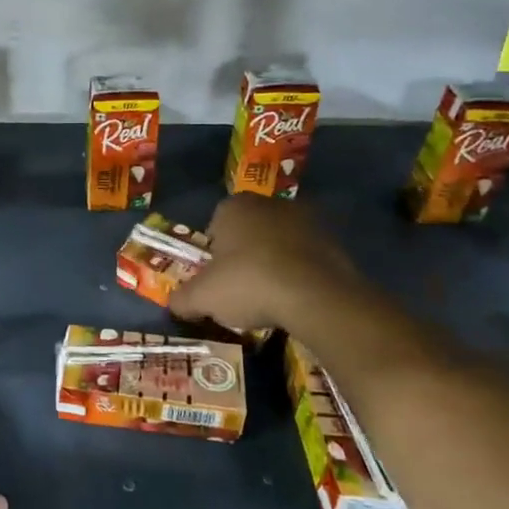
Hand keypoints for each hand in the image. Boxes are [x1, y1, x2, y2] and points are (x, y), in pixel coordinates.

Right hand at [169, 194, 359, 332]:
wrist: (316, 296)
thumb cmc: (249, 283)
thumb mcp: (203, 297)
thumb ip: (183, 299)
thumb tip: (173, 304)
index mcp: (234, 207)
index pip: (215, 224)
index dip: (213, 252)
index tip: (215, 278)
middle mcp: (270, 204)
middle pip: (249, 231)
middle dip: (244, 254)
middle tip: (240, 288)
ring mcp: (306, 219)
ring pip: (279, 242)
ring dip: (274, 262)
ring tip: (270, 297)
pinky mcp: (334, 240)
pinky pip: (306, 256)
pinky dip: (300, 272)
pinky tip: (296, 298)